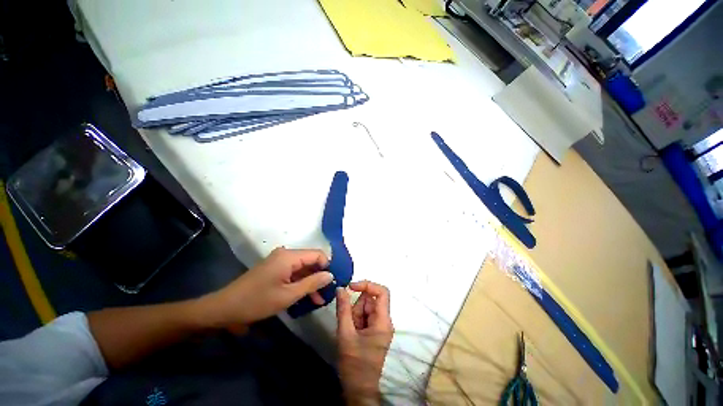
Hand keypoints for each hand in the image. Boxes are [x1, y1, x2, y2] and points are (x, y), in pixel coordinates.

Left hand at [201, 247, 332, 327]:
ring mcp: (280, 261)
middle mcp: (286, 254)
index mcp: (289, 256)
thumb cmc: (257, 302)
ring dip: (311, 282)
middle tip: (327, 294)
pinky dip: (301, 282)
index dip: (328, 267)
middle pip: (311, 261)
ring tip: (318, 300)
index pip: (318, 255)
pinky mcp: (275, 268)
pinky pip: (294, 272)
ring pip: (303, 268)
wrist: (225, 308)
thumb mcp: (288, 295)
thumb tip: (331, 275)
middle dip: (320, 276)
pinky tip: (306, 296)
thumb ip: (312, 283)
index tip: (333, 283)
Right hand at [336, 281, 393, 404]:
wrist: (359, 389)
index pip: (382, 292)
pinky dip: (355, 320)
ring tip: (349, 331)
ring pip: (366, 307)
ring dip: (355, 314)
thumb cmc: (354, 364)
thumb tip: (341, 288)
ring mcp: (380, 325)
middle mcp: (384, 320)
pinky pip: (365, 315)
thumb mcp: (345, 334)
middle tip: (348, 322)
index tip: (351, 287)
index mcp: (383, 321)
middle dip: (356, 307)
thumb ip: (343, 309)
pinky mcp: (374, 329)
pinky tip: (351, 333)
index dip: (367, 285)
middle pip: (371, 300)